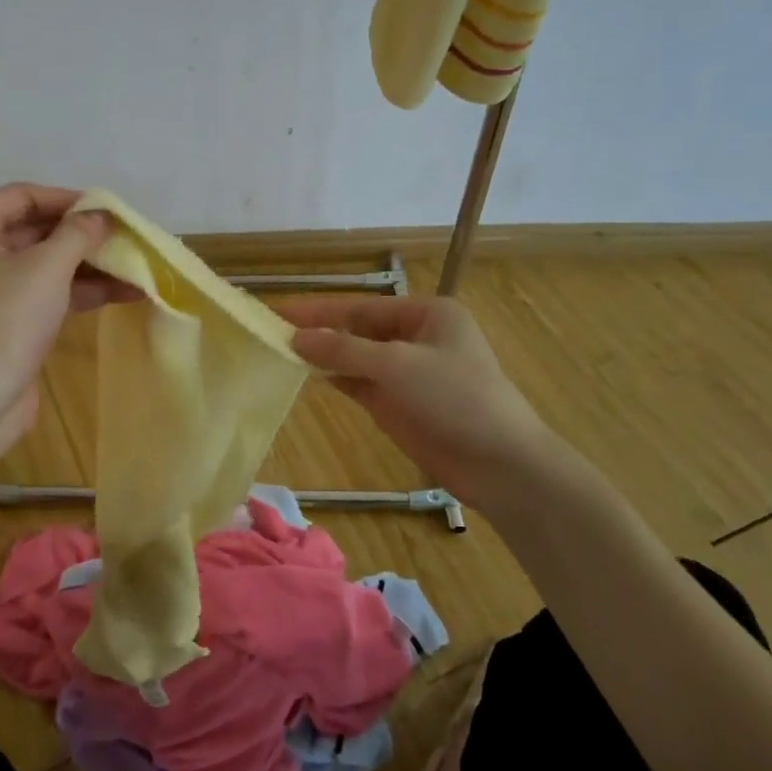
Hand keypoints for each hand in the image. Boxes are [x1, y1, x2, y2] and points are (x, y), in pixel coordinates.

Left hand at [0, 184, 137, 468]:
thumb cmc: (6, 322)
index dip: (67, 198)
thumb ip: (78, 234)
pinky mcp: (11, 320)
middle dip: (84, 234)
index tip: (107, 208)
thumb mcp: (47, 268)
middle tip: (127, 235)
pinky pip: (51, 292)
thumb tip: (101, 216)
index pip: (23, 196)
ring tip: (137, 264)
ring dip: (91, 264)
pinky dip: (84, 290)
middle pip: (37, 229)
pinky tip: (127, 292)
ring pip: (49, 264)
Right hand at [277, 295, 554, 507]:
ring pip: (355, 357)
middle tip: (271, 332)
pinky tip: (306, 375)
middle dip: (319, 331)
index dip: (319, 309)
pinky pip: (359, 383)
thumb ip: (344, 349)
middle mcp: (416, 337)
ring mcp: (407, 373)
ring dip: (323, 355)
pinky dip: (335, 379)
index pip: (361, 306)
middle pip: (357, 330)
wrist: (500, 464)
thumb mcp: (398, 366)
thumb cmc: (456, 399)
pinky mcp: (399, 404)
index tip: (277, 310)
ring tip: (278, 351)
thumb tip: (296, 338)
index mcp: (427, 313)